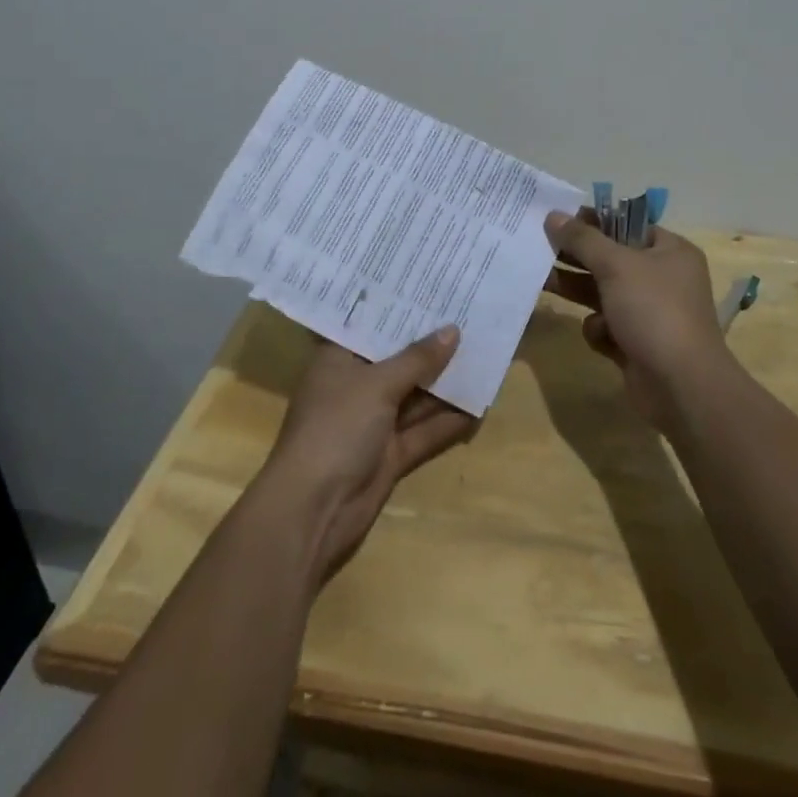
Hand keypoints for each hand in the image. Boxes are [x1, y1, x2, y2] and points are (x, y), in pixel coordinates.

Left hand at [259, 329, 476, 582]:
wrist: (313, 511)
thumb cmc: (336, 428)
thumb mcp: (377, 384)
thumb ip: (417, 358)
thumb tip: (452, 331)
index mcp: (338, 359)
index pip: (371, 325)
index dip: (400, 307)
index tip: (432, 285)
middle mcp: (356, 386)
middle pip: (398, 359)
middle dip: (431, 343)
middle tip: (469, 313)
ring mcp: (374, 422)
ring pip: (415, 395)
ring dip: (446, 381)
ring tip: (484, 352)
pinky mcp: (390, 454)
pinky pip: (424, 430)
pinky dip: (448, 421)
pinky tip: (481, 405)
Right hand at [544, 209, 731, 429]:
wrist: (681, 386)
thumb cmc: (654, 311)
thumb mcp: (615, 265)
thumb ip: (582, 239)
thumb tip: (554, 215)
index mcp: (670, 251)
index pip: (627, 225)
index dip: (593, 221)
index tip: (559, 219)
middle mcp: (663, 278)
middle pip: (611, 259)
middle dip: (578, 257)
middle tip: (541, 248)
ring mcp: (650, 313)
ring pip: (604, 293)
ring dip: (578, 290)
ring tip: (543, 281)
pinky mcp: (637, 344)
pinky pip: (607, 326)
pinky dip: (600, 329)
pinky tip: (601, 336)